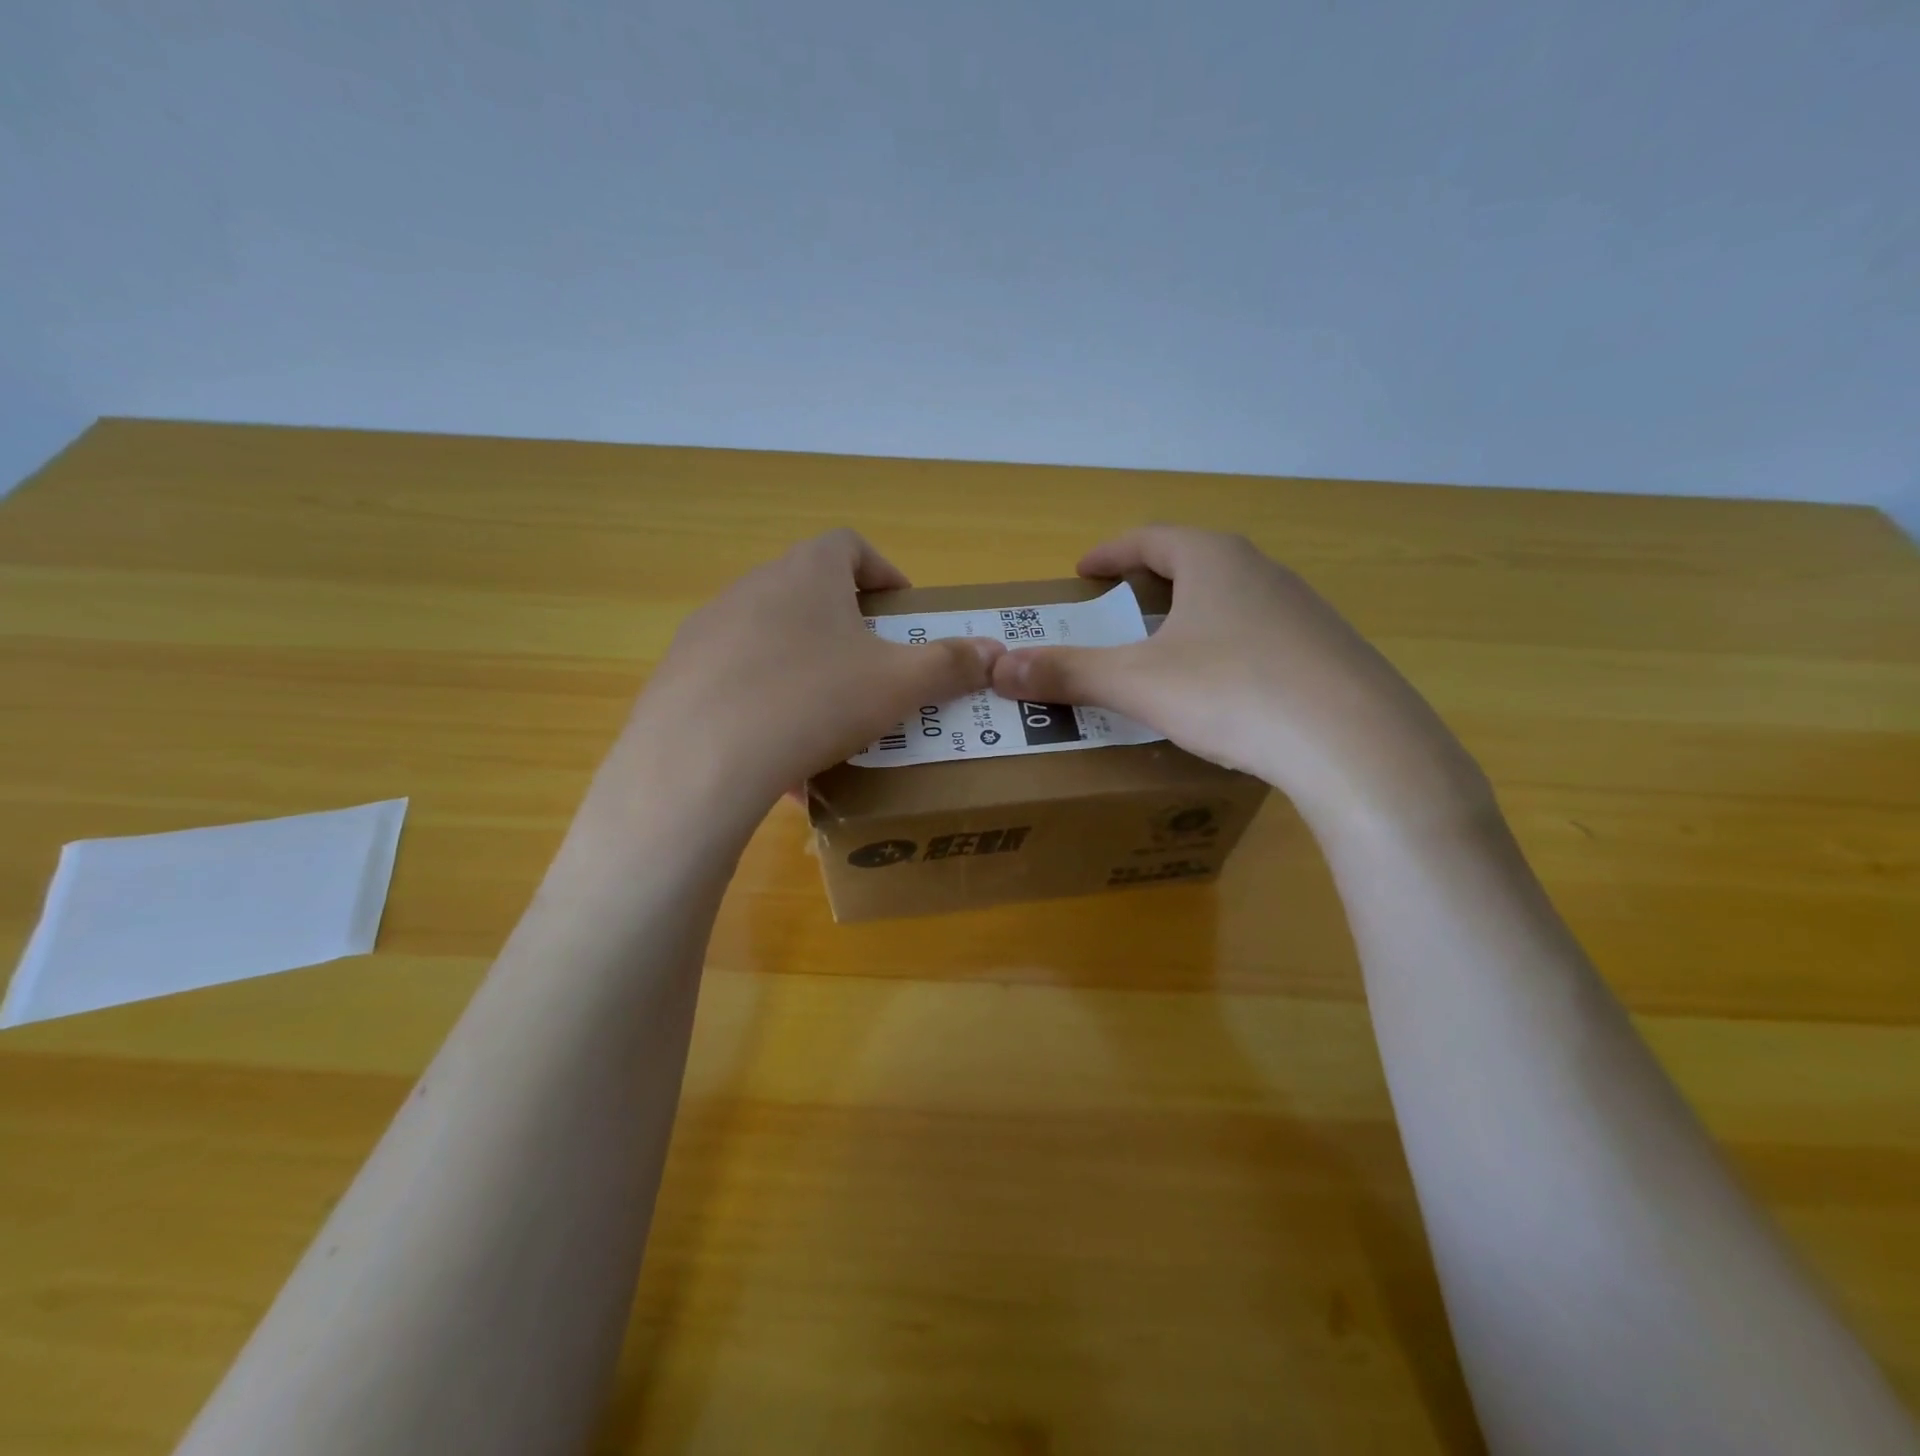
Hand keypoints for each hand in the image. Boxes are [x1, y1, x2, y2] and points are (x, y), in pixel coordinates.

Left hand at [615, 530, 1002, 830]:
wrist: (700, 761)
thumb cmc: (814, 701)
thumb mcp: (898, 684)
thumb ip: (950, 664)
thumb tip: (996, 652)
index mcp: (807, 573)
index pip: (850, 545)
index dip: (883, 573)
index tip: (902, 613)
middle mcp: (752, 586)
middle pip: (809, 591)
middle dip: (847, 626)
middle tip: (873, 669)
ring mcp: (708, 629)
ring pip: (771, 638)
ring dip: (804, 664)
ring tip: (828, 715)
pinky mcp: (678, 674)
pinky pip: (736, 678)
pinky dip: (765, 700)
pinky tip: (779, 749)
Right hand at [990, 527, 1488, 830]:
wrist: (1356, 745)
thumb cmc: (1233, 692)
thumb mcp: (1138, 683)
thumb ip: (1068, 672)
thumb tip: (998, 667)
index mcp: (1214, 561)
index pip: (1151, 538)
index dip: (1111, 552)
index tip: (1084, 571)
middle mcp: (1263, 573)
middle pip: (1195, 564)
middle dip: (1151, 583)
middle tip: (1120, 611)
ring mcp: (1305, 612)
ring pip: (1233, 602)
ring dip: (1194, 617)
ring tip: (1167, 652)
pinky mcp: (1330, 654)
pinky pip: (1264, 639)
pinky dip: (1229, 650)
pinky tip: (1225, 692)